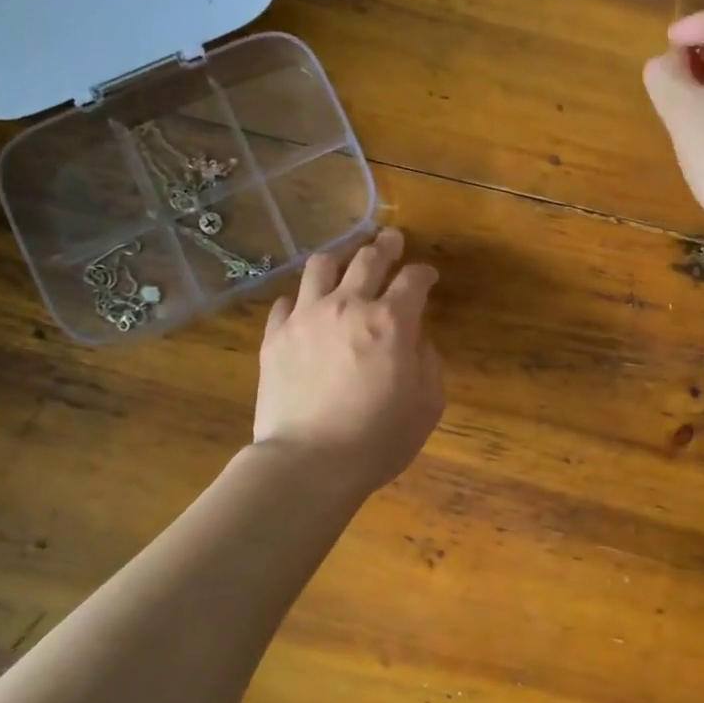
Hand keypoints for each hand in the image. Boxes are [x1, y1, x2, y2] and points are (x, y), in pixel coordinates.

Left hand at [253, 227, 444, 496]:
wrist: (310, 463)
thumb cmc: (379, 439)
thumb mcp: (428, 404)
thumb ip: (427, 361)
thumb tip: (416, 338)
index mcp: (391, 321)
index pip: (413, 279)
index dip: (423, 273)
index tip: (427, 276)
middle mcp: (348, 306)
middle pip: (368, 258)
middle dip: (385, 245)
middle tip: (391, 239)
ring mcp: (306, 317)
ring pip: (322, 266)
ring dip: (340, 256)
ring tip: (346, 258)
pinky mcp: (275, 336)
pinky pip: (287, 302)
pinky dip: (302, 299)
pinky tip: (307, 307)